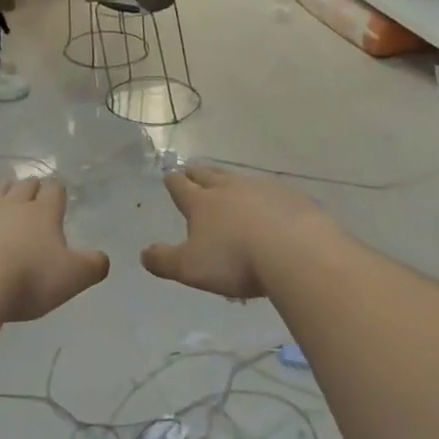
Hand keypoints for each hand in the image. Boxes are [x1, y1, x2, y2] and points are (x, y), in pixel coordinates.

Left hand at [0, 179, 107, 322]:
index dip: (58, 194)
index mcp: (43, 213)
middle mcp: (11, 205)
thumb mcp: (73, 278)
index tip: (59, 200)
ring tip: (4, 205)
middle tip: (33, 199)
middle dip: (30, 189)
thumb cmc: (28, 279)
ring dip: (1, 195)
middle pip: (23, 185)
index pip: (54, 191)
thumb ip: (93, 266)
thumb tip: (101, 259)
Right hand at [141, 166, 327, 300]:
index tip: (170, 176)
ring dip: (231, 181)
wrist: (294, 252)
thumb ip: (164, 260)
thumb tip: (144, 253)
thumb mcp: (190, 268)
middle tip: (192, 170)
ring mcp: (264, 190)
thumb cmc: (235, 261)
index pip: (182, 187)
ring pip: (241, 180)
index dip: (174, 182)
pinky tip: (271, 206)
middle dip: (198, 173)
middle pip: (210, 175)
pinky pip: (273, 193)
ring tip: (228, 185)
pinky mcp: (292, 199)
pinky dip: (265, 198)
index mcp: (202, 203)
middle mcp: (231, 189)